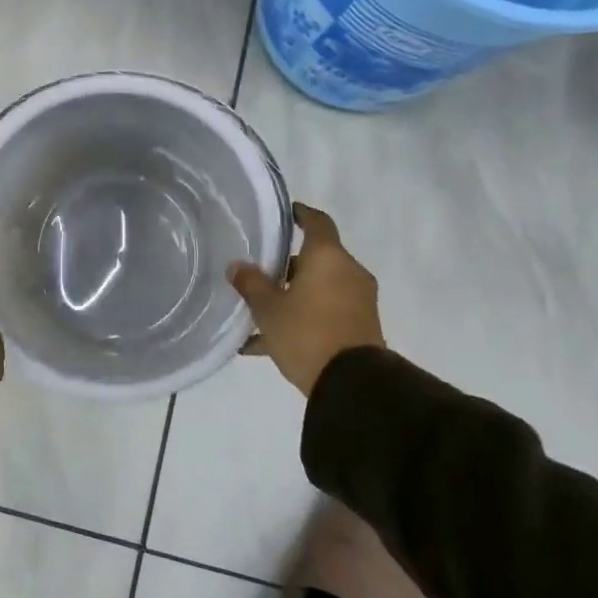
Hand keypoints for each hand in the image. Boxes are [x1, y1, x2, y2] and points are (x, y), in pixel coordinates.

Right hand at [228, 202, 383, 396]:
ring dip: (292, 296)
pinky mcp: (359, 327)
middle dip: (286, 266)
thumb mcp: (268, 308)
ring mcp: (357, 301)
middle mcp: (347, 272)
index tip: (284, 213)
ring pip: (318, 288)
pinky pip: (324, 313)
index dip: (299, 214)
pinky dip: (302, 319)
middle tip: (258, 273)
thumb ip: (251, 283)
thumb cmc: (307, 332)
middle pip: (315, 258)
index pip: (316, 222)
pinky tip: (266, 344)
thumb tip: (237, 266)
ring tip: (258, 313)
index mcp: (328, 257)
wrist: (353, 384)